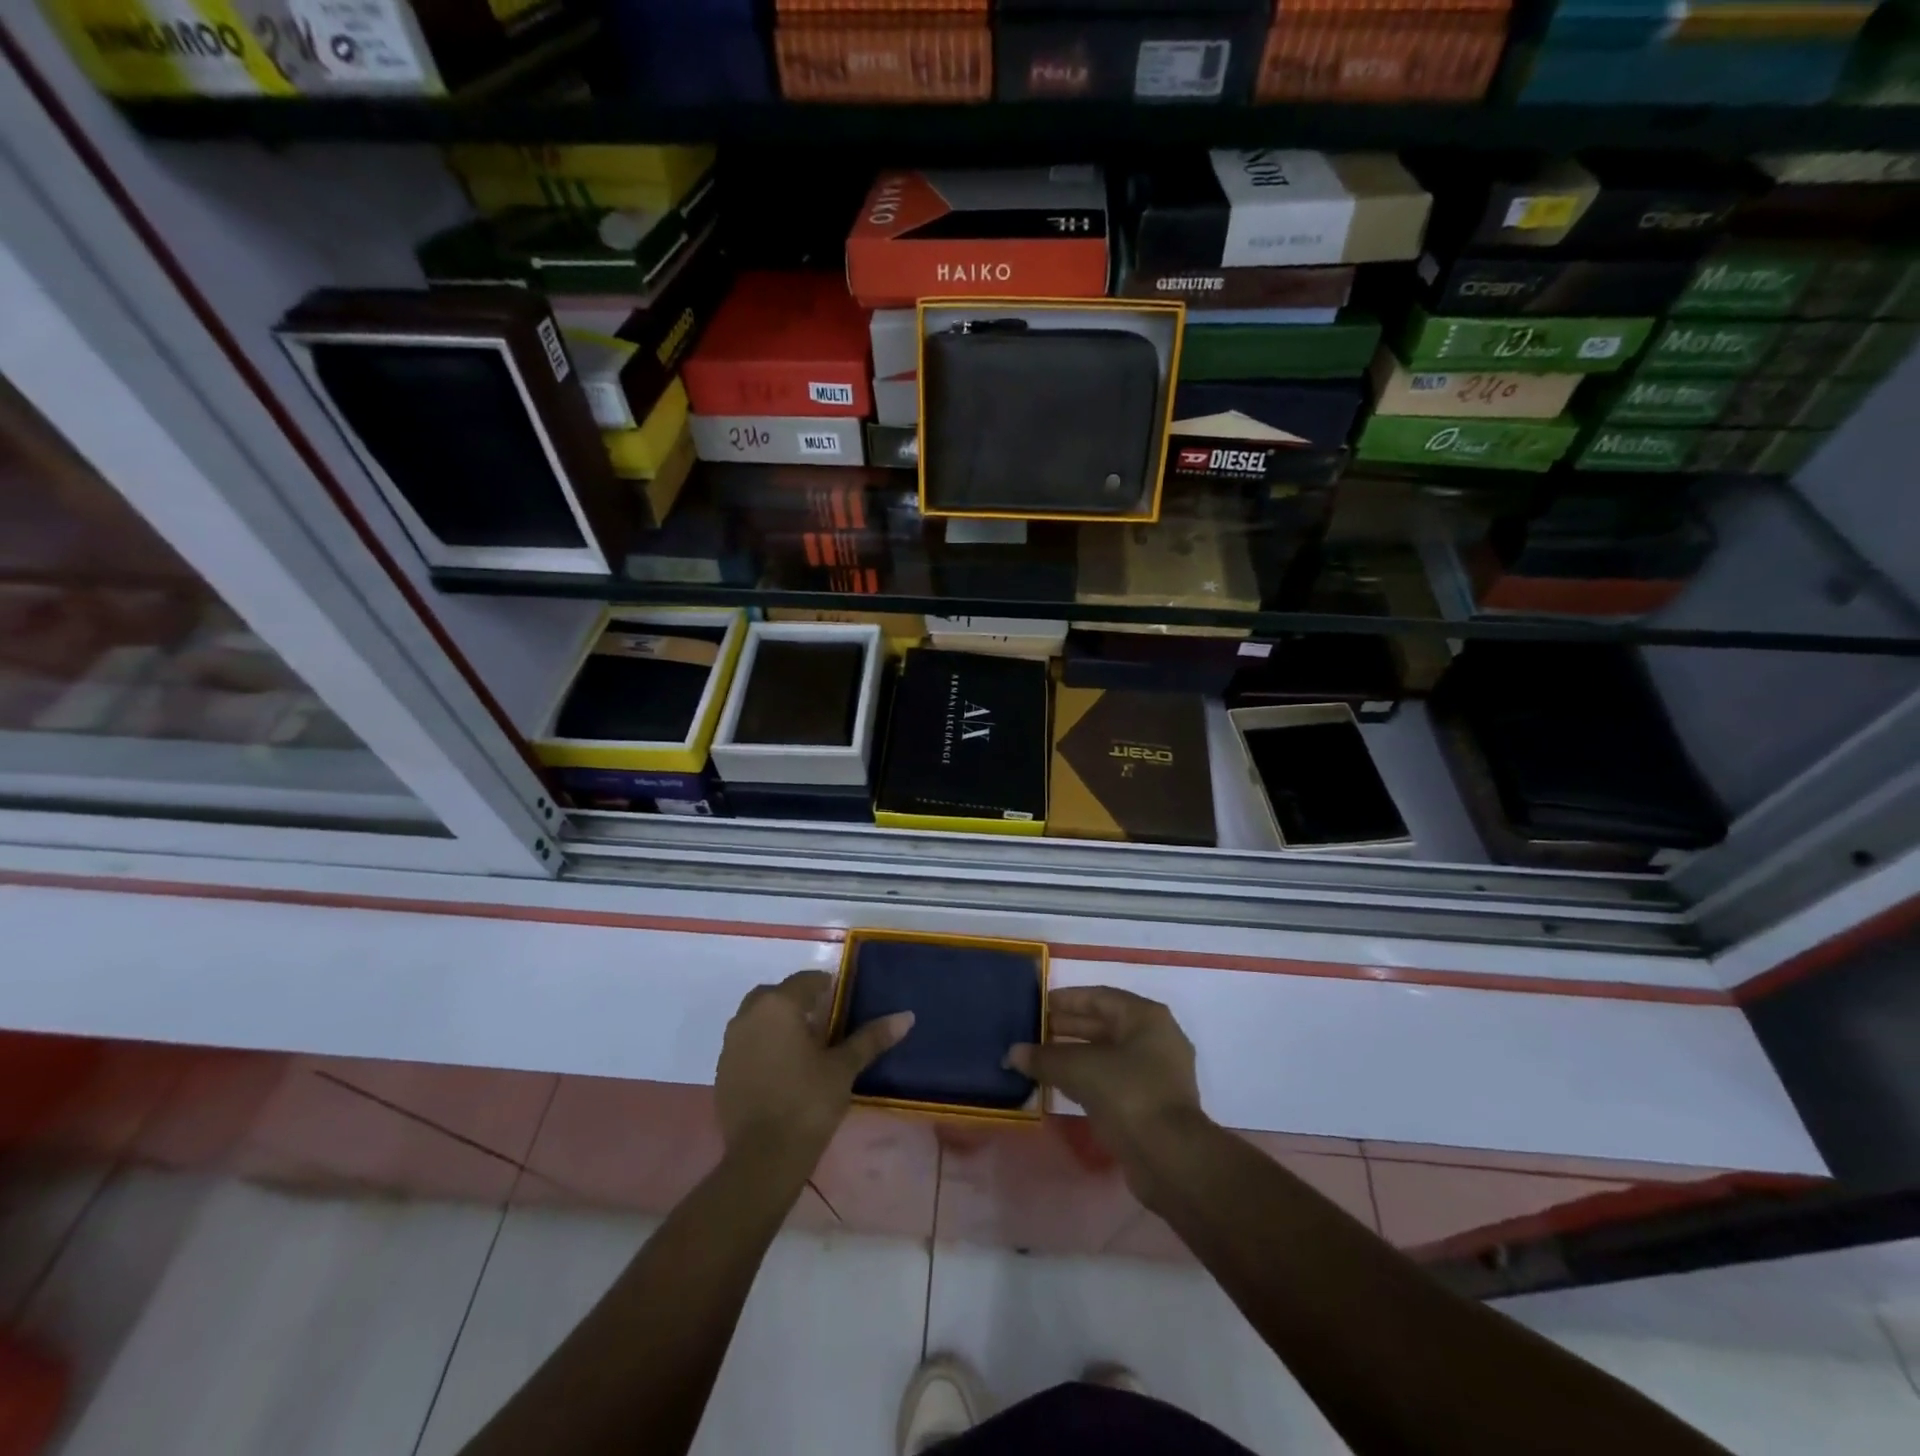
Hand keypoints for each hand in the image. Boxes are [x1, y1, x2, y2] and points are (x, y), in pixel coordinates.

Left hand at [714, 971, 913, 1166]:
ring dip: (778, 1022)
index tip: (844, 1002)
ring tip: (804, 1046)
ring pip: (758, 1018)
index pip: (807, 980)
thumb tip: (907, 1016)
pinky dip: (763, 1045)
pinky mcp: (722, 1070)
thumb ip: (871, 1038)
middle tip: (824, 1023)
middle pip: (777, 995)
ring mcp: (731, 1043)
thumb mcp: (843, 1068)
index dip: (827, 987)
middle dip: (799, 1001)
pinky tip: (782, 1069)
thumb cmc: (808, 1103)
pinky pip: (746, 1043)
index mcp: (779, 1005)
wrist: (762, 1159)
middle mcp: (749, 1015)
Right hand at [1008, 987, 1205, 1202]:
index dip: (1067, 999)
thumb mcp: (1079, 1069)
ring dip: (1076, 1055)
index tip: (1039, 1004)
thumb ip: (1044, 1057)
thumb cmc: (1128, 1094)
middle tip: (1034, 1031)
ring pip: (1108, 1055)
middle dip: (1069, 1027)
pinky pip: (1113, 1080)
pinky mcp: (1152, 1104)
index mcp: (1146, 1017)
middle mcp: (1156, 1039)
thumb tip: (1013, 1053)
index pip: (1100, 997)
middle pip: (1105, 1025)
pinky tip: (1062, 1085)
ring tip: (1041, 1058)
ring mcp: (1157, 1073)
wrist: (1169, 1158)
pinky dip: (1088, 1078)